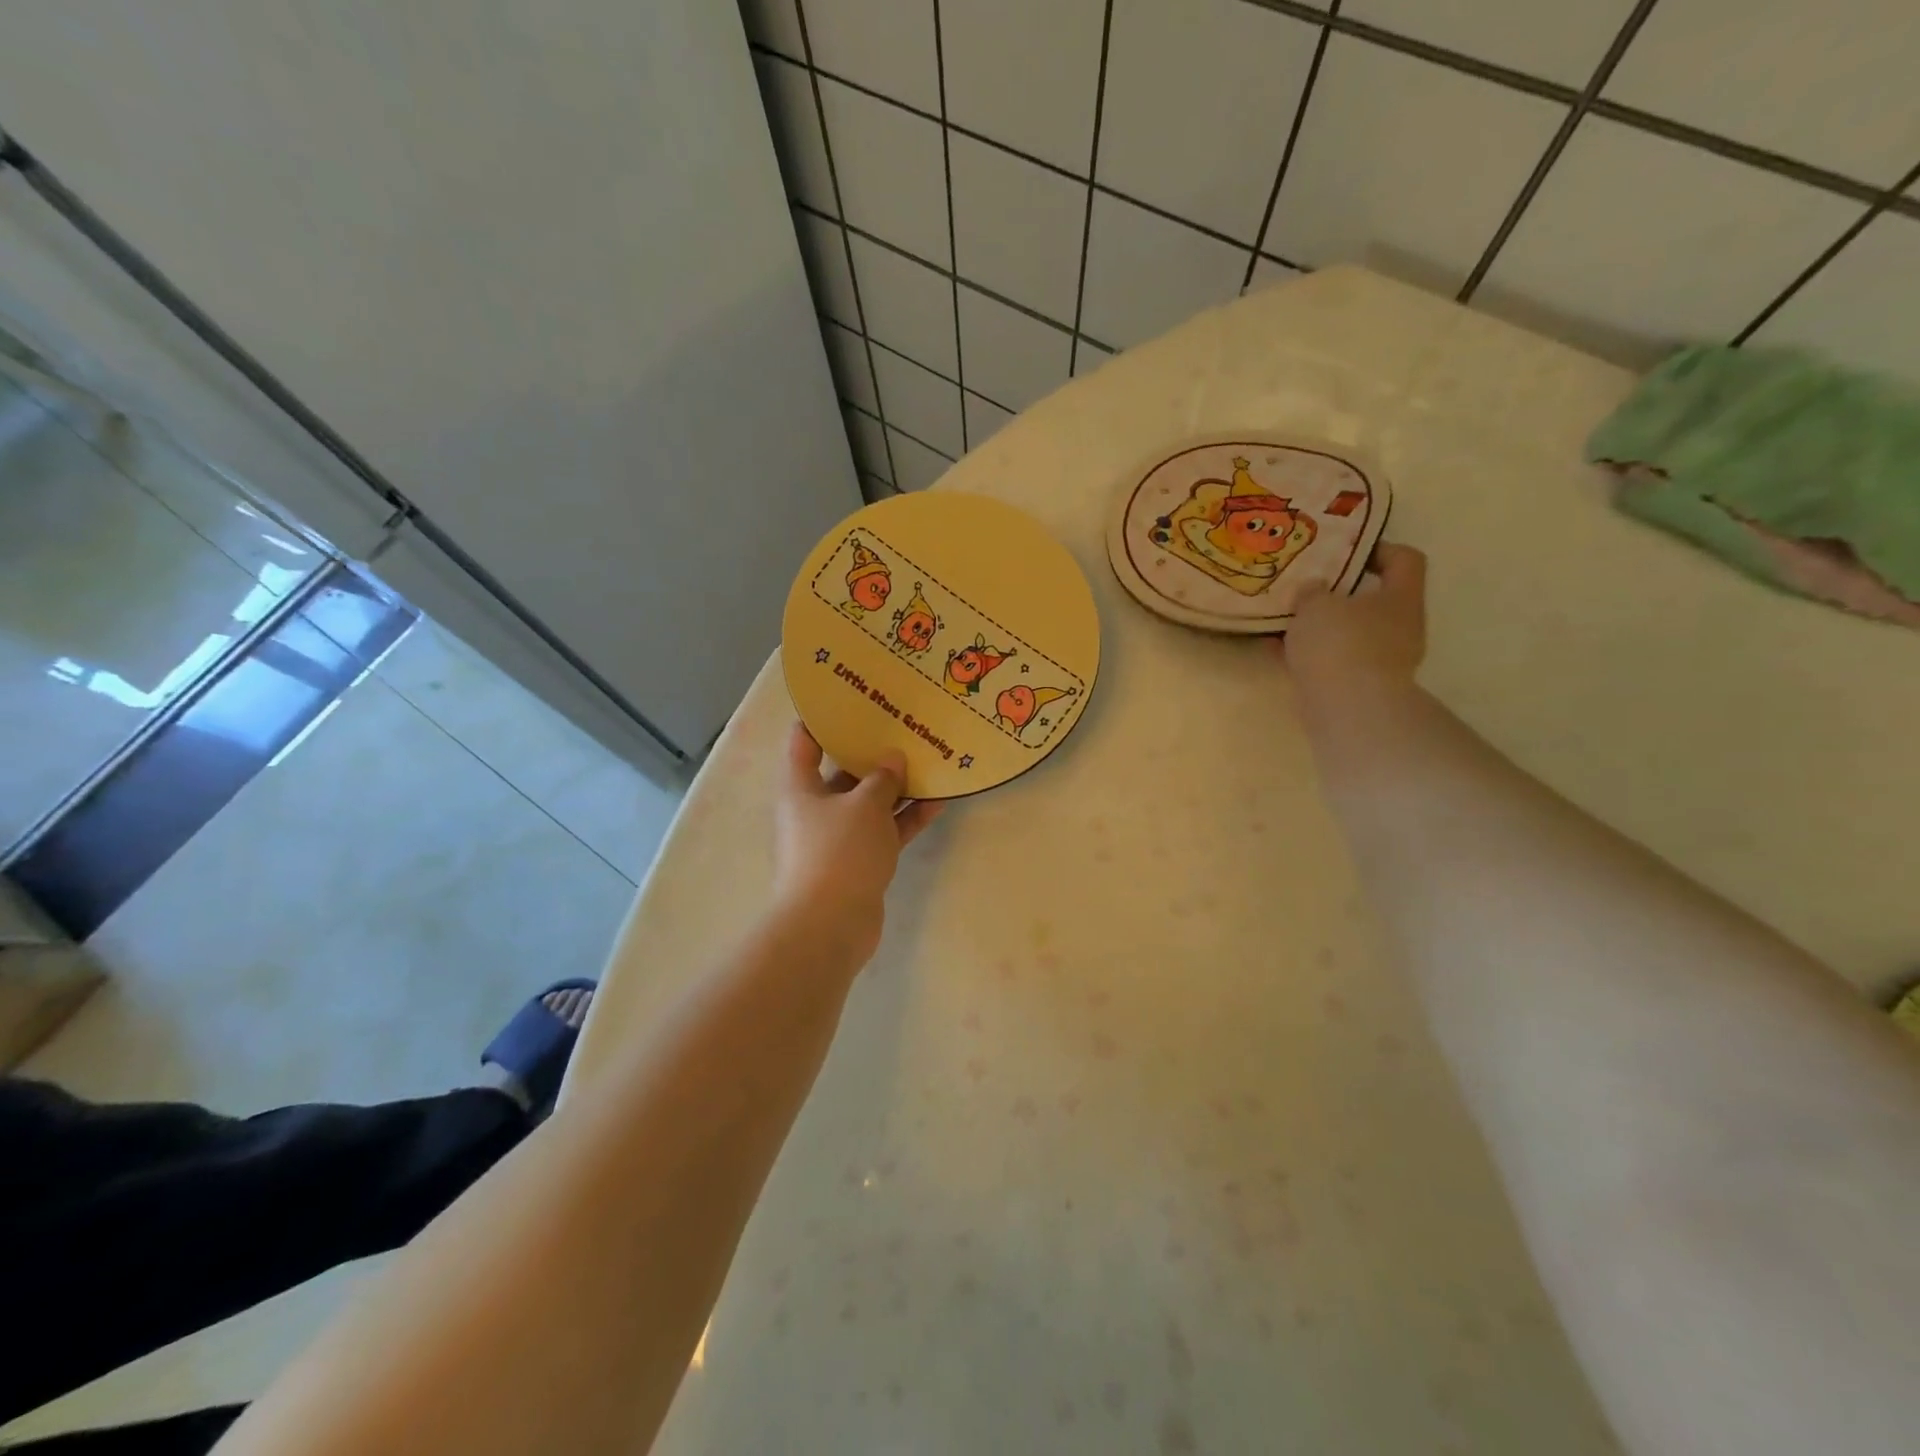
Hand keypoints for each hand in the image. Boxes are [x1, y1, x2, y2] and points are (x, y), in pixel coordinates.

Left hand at [772, 725, 941, 963]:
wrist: (830, 925)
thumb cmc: (838, 851)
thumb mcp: (865, 805)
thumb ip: (882, 778)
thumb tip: (892, 759)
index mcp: (801, 787)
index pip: (804, 741)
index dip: (823, 717)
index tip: (852, 696)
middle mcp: (815, 808)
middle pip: (842, 771)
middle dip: (871, 751)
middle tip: (902, 725)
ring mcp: (838, 836)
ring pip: (869, 802)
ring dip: (896, 786)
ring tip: (929, 759)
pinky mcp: (860, 861)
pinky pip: (885, 830)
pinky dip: (907, 818)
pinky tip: (939, 801)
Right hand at [1278, 542, 1426, 704]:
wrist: (1347, 710)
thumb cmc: (1339, 644)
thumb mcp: (1316, 604)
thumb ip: (1312, 591)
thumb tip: (1314, 590)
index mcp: (1400, 598)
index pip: (1404, 559)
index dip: (1377, 549)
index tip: (1342, 552)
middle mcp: (1399, 627)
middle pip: (1372, 599)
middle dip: (1337, 593)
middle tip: (1304, 587)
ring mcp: (1380, 660)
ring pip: (1347, 633)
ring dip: (1318, 627)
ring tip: (1283, 619)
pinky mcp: (1357, 686)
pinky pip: (1329, 660)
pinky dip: (1306, 654)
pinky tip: (1274, 649)